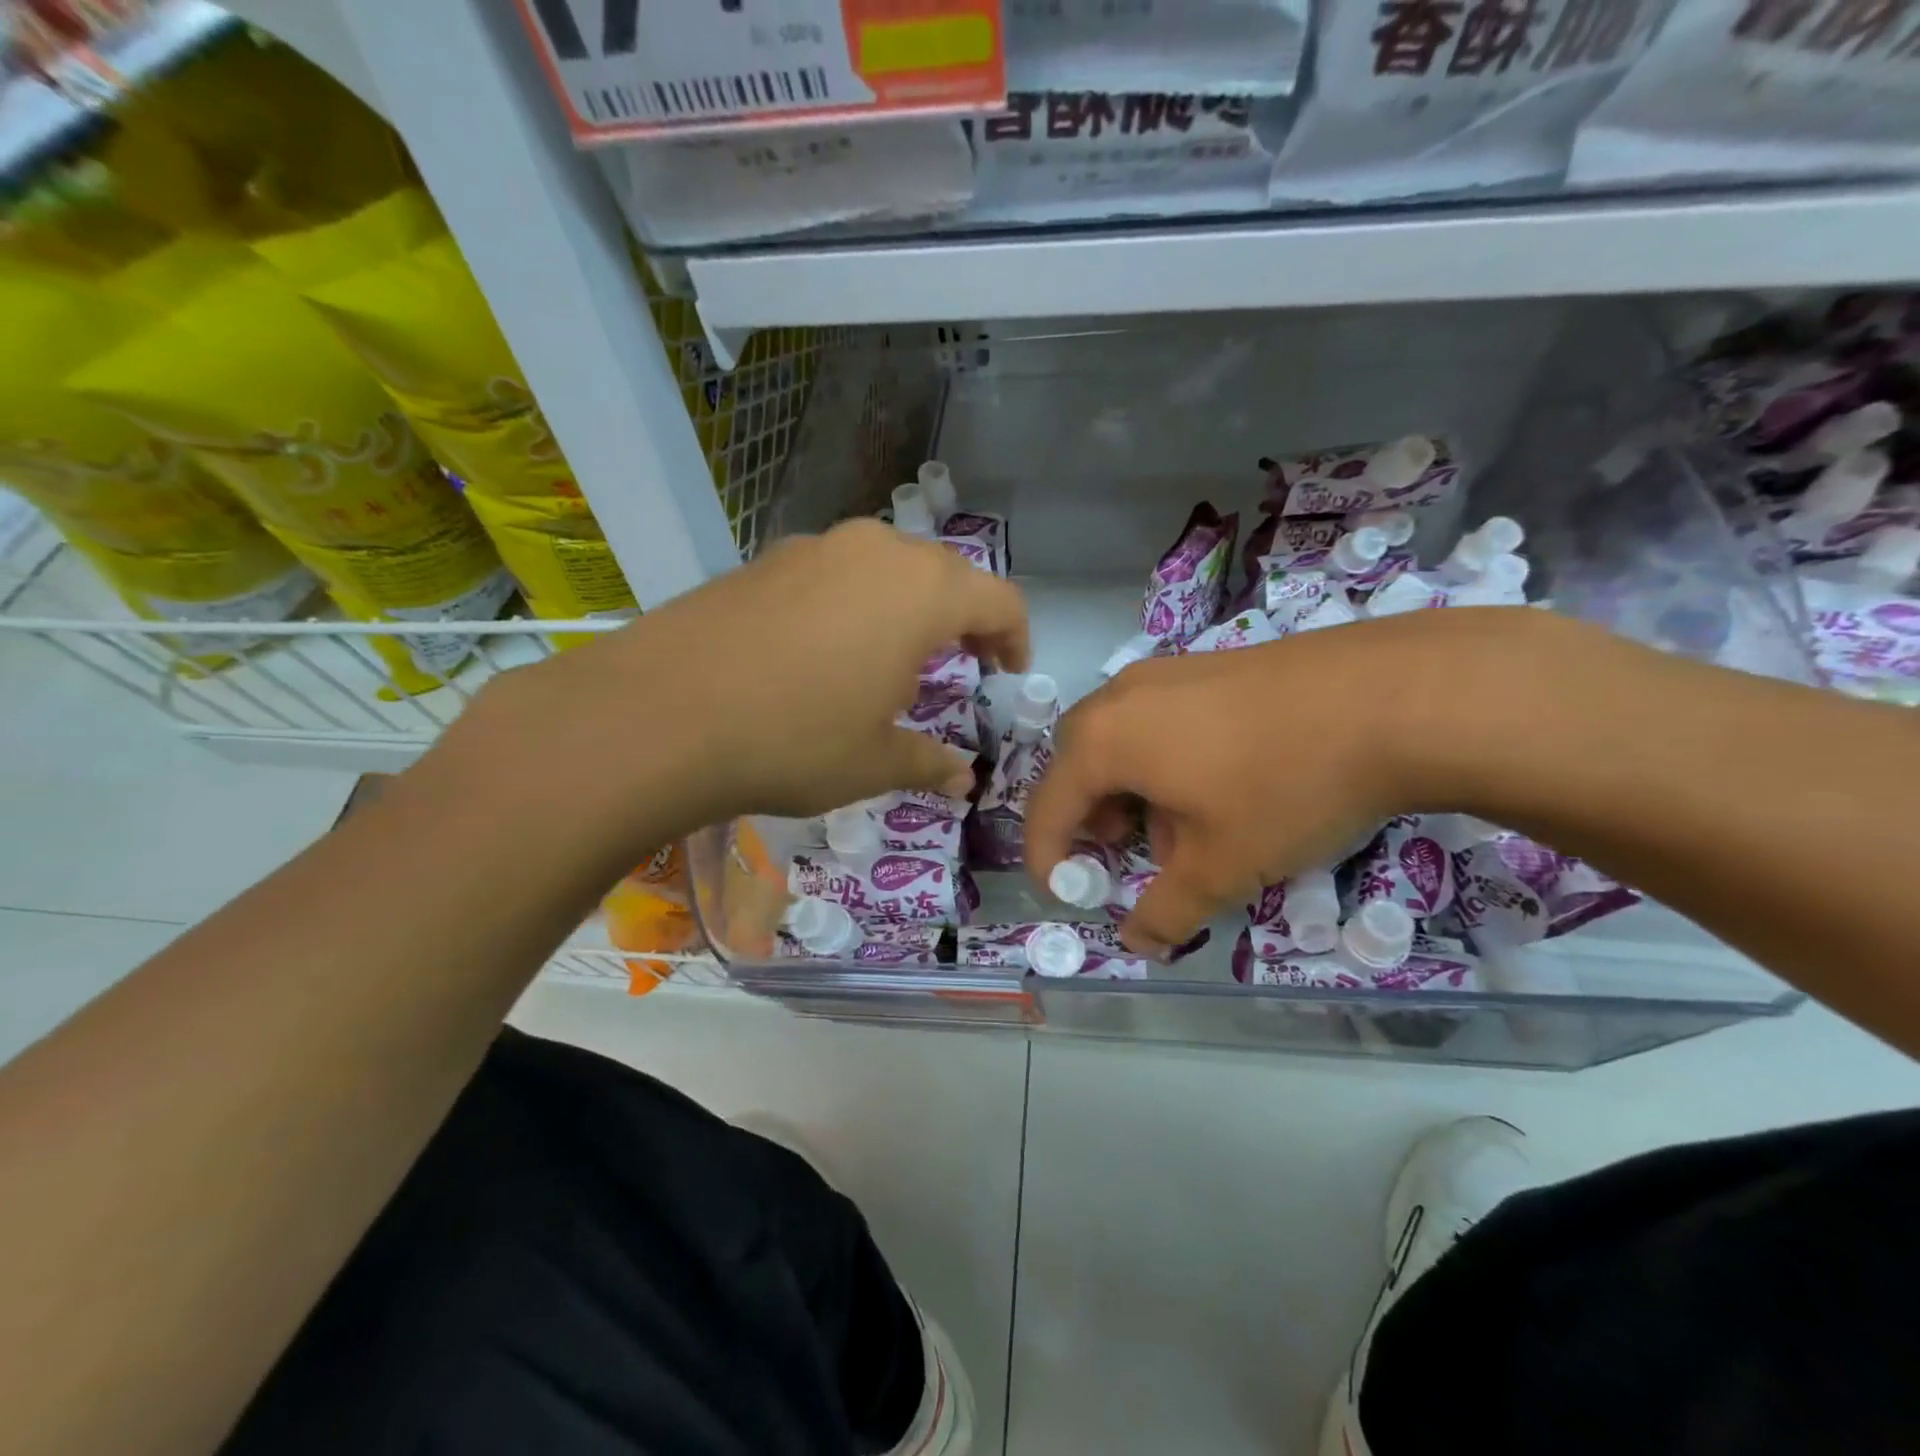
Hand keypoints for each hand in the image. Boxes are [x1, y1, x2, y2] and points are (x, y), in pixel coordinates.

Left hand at [450, 520, 1029, 845]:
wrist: (659, 714)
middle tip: (956, 670)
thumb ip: (929, 762)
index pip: (999, 599)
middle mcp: (875, 550)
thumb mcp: (874, 762)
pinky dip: (853, 606)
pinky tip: (822, 656)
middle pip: (944, 575)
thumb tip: (962, 779)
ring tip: (887, 665)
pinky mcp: (765, 560)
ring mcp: (814, 547)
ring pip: (886, 569)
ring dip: (905, 611)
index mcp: (921, 591)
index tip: (1006, 675)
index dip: (1014, 638)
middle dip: (961, 622)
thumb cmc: (795, 739)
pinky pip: (834, 574)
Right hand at [1022, 610, 1538, 955]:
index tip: (1066, 896)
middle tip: (1124, 855)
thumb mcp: (1221, 866)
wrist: (1394, 697)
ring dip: (1134, 792)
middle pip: (1080, 766)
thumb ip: (1166, 912)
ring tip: (1185, 830)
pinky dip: (1168, 762)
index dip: (1048, 859)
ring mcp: (1169, 672)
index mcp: (1104, 739)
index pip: (1047, 807)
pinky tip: (1224, 787)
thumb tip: (1137, 943)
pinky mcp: (1213, 665)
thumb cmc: (1284, 786)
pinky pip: (1163, 720)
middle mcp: (1122, 696)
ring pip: (1125, 741)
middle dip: (1091, 819)